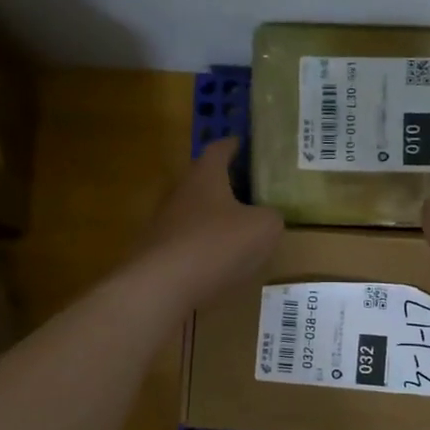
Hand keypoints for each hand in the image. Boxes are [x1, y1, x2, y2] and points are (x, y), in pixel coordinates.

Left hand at [138, 138, 283, 306]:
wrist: (162, 285)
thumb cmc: (216, 244)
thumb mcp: (263, 228)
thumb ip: (272, 217)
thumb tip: (268, 216)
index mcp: (206, 176)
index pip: (219, 149)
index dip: (234, 145)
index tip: (245, 144)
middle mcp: (181, 192)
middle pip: (205, 180)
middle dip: (226, 183)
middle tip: (250, 190)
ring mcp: (165, 223)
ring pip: (195, 212)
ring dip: (214, 217)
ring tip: (239, 230)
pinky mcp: (158, 252)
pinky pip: (187, 241)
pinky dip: (203, 246)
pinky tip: (218, 262)